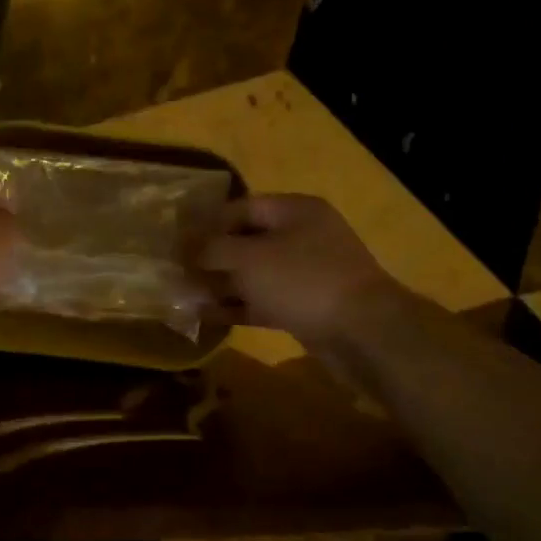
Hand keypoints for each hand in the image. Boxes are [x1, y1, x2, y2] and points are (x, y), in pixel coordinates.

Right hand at [194, 194, 399, 344]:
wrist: (362, 332)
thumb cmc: (301, 280)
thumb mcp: (247, 258)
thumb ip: (212, 249)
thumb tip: (186, 248)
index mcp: (294, 211)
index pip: (241, 207)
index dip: (207, 223)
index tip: (178, 242)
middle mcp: (302, 236)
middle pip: (246, 241)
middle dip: (211, 257)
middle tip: (178, 271)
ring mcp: (306, 273)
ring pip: (253, 274)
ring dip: (220, 284)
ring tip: (186, 296)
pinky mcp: (305, 305)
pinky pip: (263, 300)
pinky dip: (237, 306)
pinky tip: (207, 316)